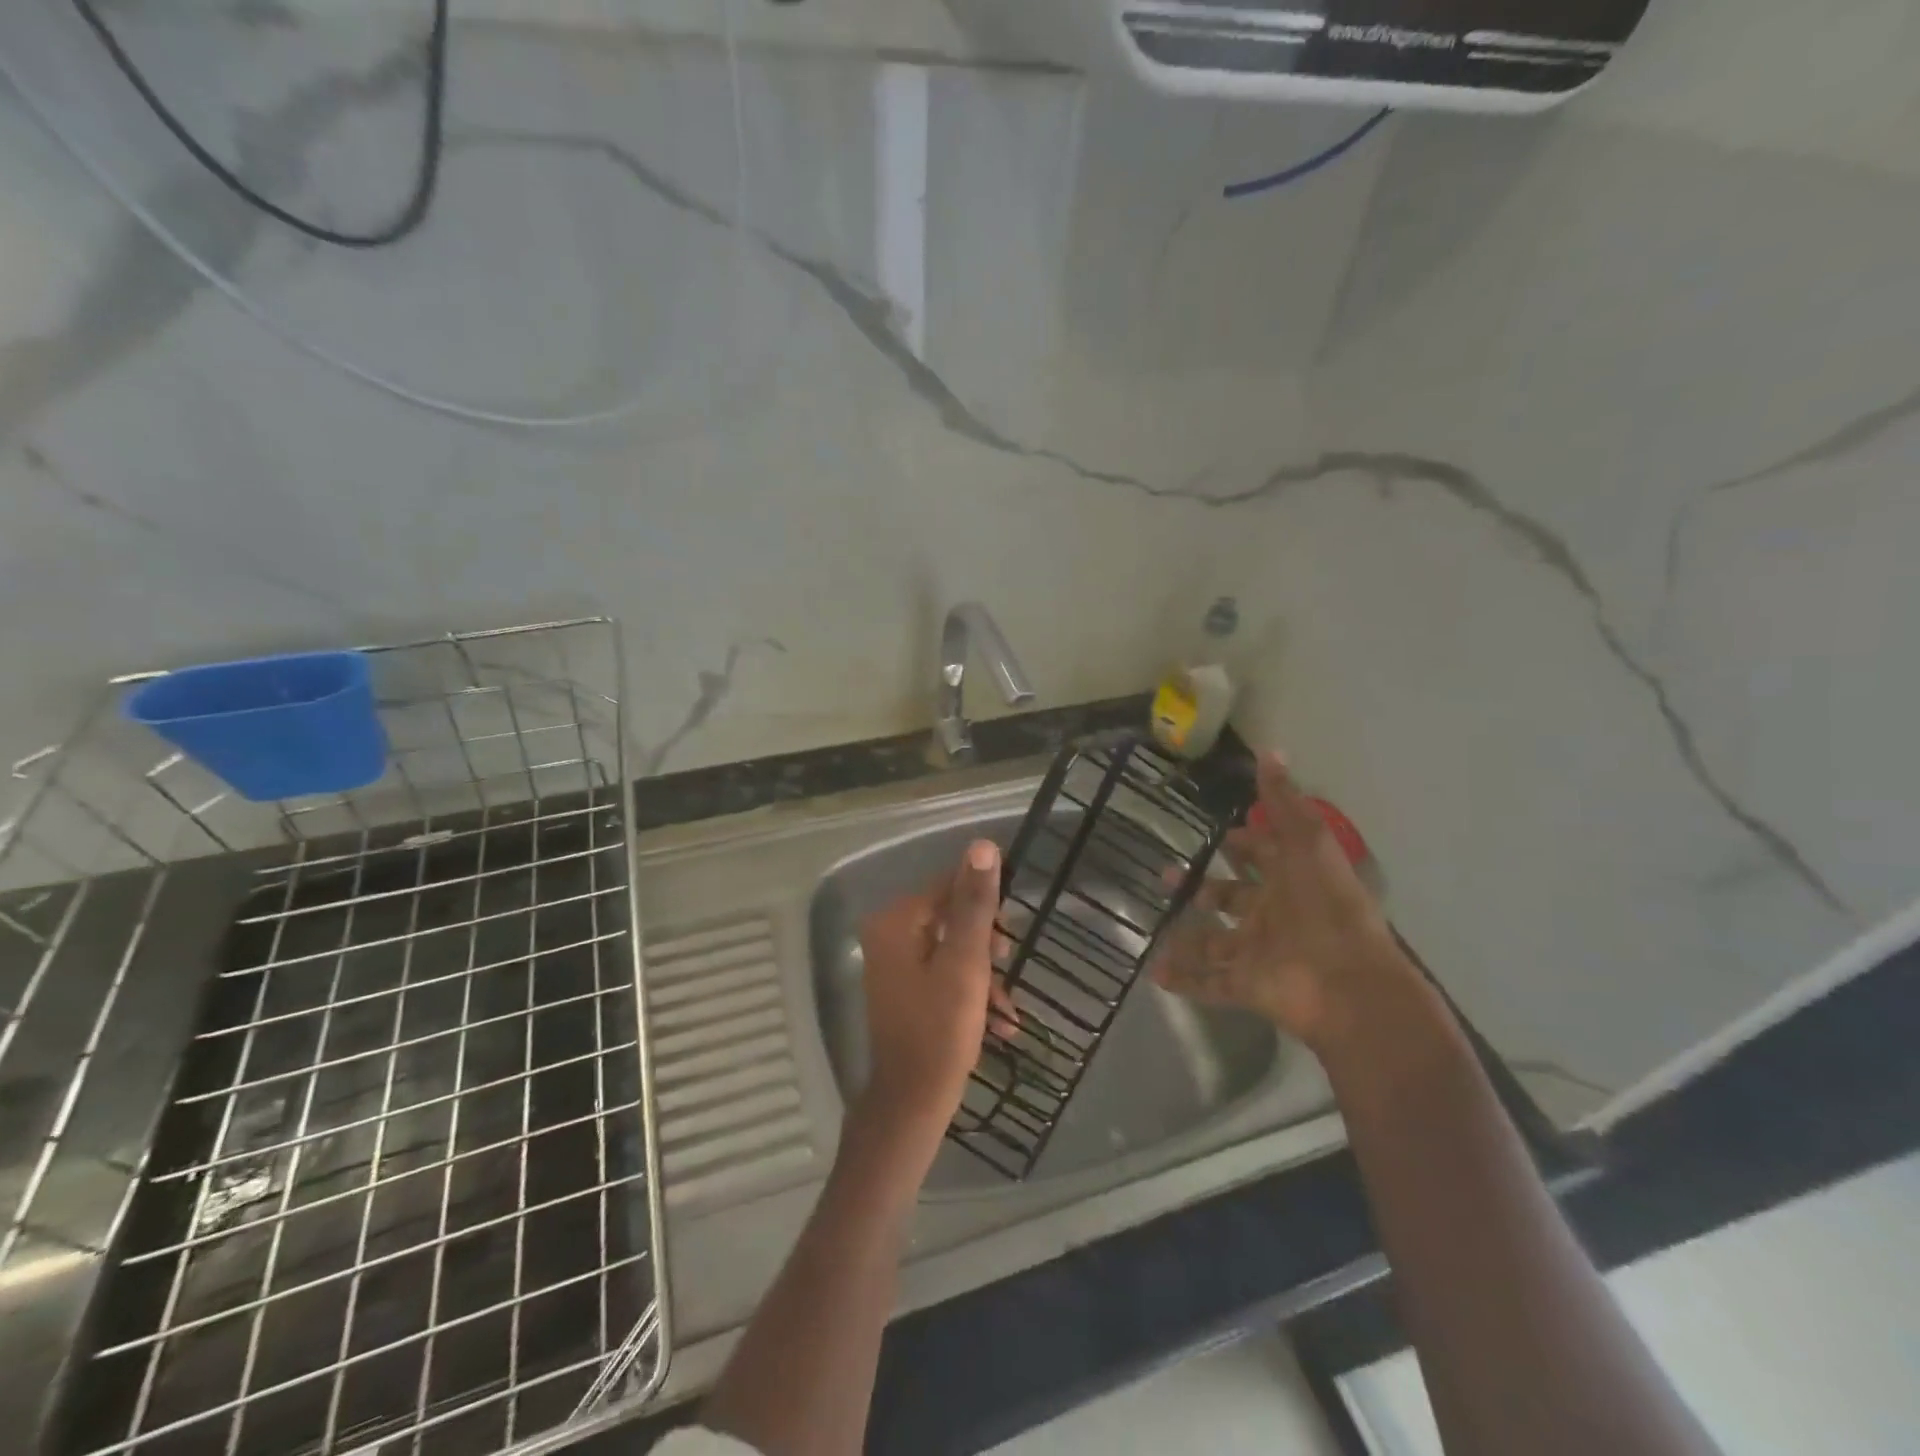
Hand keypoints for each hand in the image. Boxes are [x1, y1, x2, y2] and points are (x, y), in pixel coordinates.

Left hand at [855, 840, 1014, 1158]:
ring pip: (952, 951)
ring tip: (1008, 1008)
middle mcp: (888, 936)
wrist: (912, 1104)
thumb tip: (982, 845)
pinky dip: (971, 994)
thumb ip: (975, 903)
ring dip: (984, 975)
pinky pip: (944, 977)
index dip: (985, 904)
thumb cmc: (940, 1029)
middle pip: (951, 918)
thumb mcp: (966, 961)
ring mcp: (894, 966)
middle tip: (1008, 965)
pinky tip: (1000, 1025)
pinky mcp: (905, 992)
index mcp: (896, 921)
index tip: (1010, 932)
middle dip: (986, 944)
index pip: (948, 886)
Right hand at [1151, 751, 1414, 1048]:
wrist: (1348, 984)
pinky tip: (1153, 971)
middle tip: (1165, 876)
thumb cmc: (1327, 905)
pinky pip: (1209, 983)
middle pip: (1231, 899)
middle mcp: (1273, 916)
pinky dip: (1183, 979)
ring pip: (1215, 943)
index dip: (1243, 844)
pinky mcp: (1247, 987)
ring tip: (1154, 929)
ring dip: (1187, 938)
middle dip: (1201, 888)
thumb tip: (1269, 750)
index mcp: (1291, 881)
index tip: (1217, 834)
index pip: (1263, 857)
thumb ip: (1284, 801)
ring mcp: (1259, 954)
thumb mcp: (1307, 842)